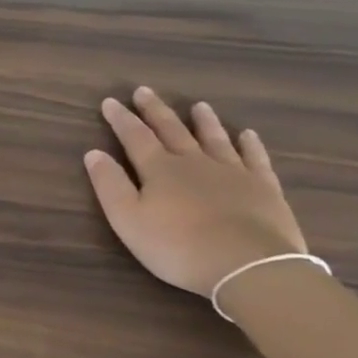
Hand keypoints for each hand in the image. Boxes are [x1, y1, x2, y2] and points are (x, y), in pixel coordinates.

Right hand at [84, 86, 307, 297]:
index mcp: (160, 169)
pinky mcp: (263, 188)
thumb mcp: (128, 220)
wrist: (248, 267)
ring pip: (214, 139)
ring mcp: (232, 173)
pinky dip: (249, 145)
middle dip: (155, 111)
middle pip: (172, 130)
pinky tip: (247, 135)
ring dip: (203, 122)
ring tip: (198, 105)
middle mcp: (194, 162)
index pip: (135, 137)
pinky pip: (255, 159)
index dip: (121, 119)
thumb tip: (93, 153)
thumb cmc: (178, 246)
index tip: (110, 102)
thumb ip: (109, 185)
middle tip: (145, 91)